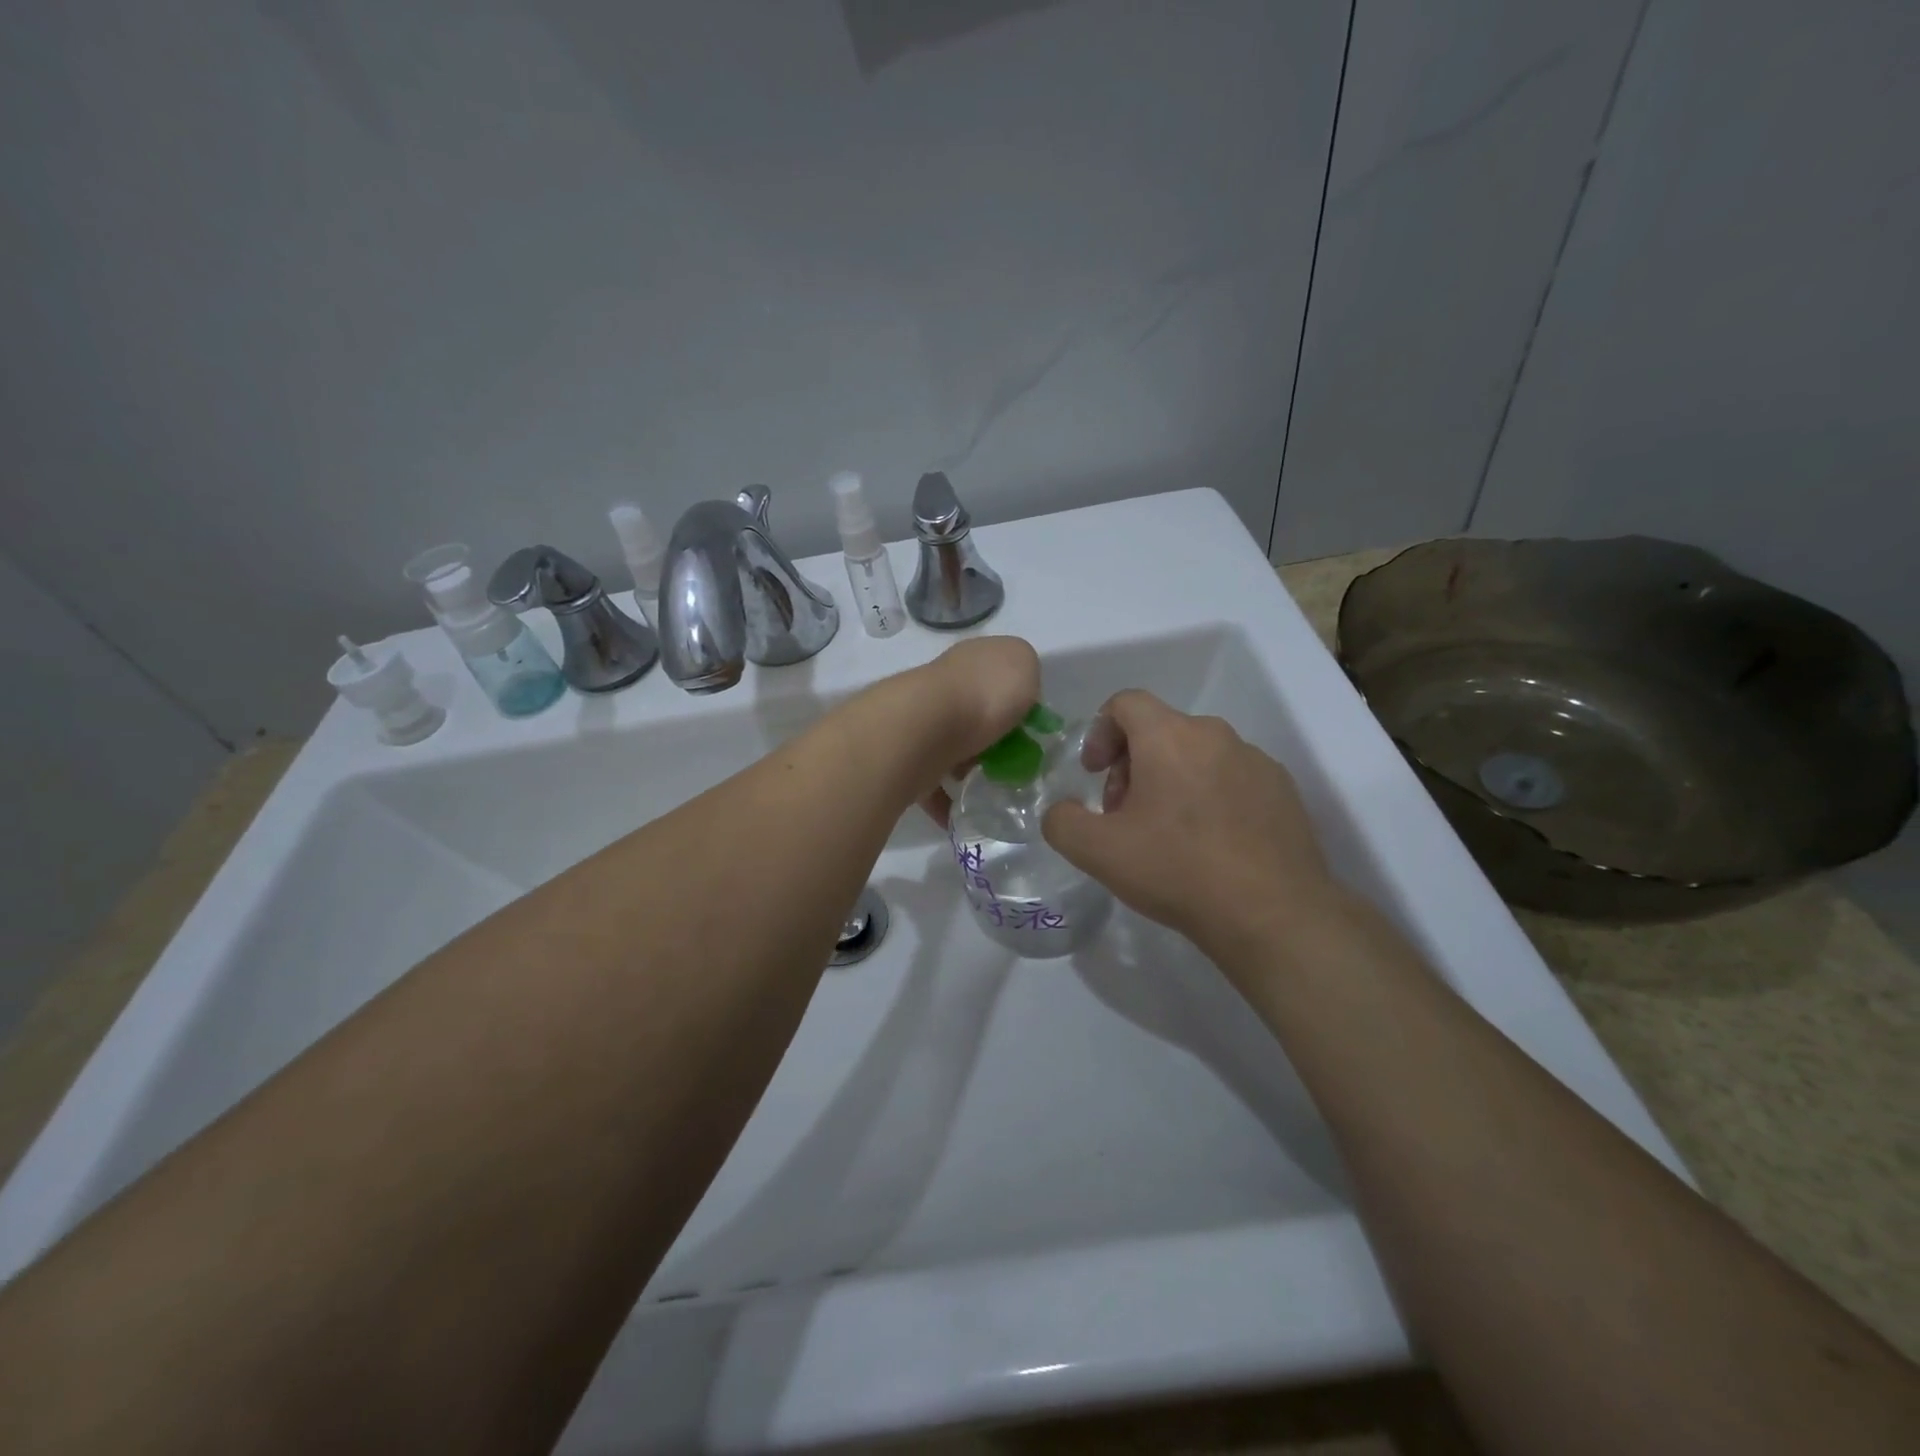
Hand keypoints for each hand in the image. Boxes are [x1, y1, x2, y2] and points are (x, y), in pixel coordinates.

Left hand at [911, 637, 1041, 826]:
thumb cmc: (984, 694)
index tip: (1029, 729)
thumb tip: (1016, 693)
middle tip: (1012, 765)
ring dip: (967, 769)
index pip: (997, 673)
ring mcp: (921, 721)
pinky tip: (961, 816)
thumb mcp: (1024, 665)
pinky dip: (944, 801)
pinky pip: (930, 782)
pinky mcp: (906, 757)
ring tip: (989, 791)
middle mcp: (943, 685)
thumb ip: (1025, 675)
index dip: (1016, 699)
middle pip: (974, 712)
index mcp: (972, 659)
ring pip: (952, 746)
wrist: (925, 728)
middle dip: (991, 739)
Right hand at [1042, 691, 1337, 962]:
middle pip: (1160, 731)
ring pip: (1198, 756)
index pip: (1125, 703)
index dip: (1099, 732)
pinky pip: (1232, 779)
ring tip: (1167, 835)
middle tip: (1124, 815)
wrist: (1273, 915)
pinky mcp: (1283, 791)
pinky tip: (1209, 846)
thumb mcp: (1097, 851)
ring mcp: (1256, 762)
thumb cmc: (1178, 871)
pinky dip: (1210, 798)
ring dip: (1171, 782)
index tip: (1094, 774)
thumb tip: (1064, 811)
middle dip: (1132, 765)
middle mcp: (1216, 735)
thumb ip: (1062, 821)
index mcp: (1170, 736)